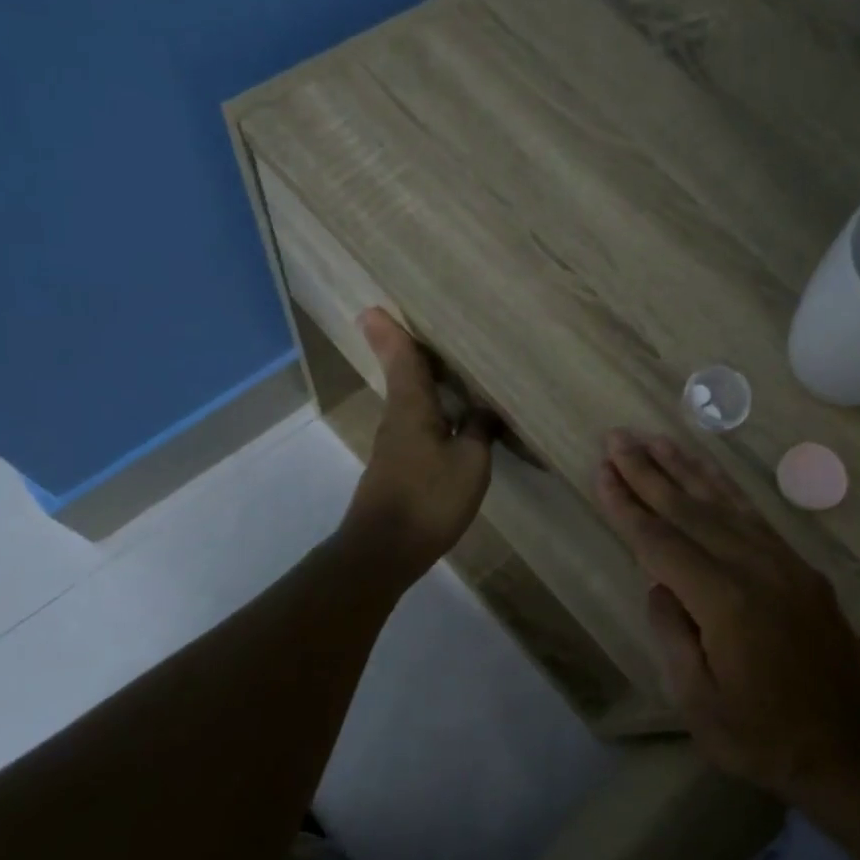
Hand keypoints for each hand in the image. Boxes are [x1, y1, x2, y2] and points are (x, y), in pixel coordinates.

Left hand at [341, 309, 494, 580]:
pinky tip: (450, 420)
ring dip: (421, 381)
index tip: (373, 308)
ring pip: (409, 401)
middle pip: (402, 376)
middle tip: (418, 328)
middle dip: (407, 351)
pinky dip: (430, 411)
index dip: (392, 333)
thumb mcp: (470, 463)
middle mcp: (397, 419)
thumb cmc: (428, 498)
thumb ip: (479, 431)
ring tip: (446, 368)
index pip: (402, 359)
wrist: (384, 550)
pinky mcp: (398, 468)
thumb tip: (485, 409)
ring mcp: (394, 445)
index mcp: (412, 408)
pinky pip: (416, 425)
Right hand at [594, 429, 859, 799]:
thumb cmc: (762, 735)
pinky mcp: (799, 567)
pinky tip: (708, 472)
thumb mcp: (697, 700)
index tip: (601, 470)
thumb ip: (672, 633)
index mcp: (723, 601)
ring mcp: (782, 562)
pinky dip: (725, 487)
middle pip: (688, 509)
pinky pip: (754, 515)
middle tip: (617, 437)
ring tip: (655, 439)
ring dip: (685, 467)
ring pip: (723, 501)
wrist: (849, 748)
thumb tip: (658, 584)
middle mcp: (752, 567)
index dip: (626, 505)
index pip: (659, 541)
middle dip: (647, 471)